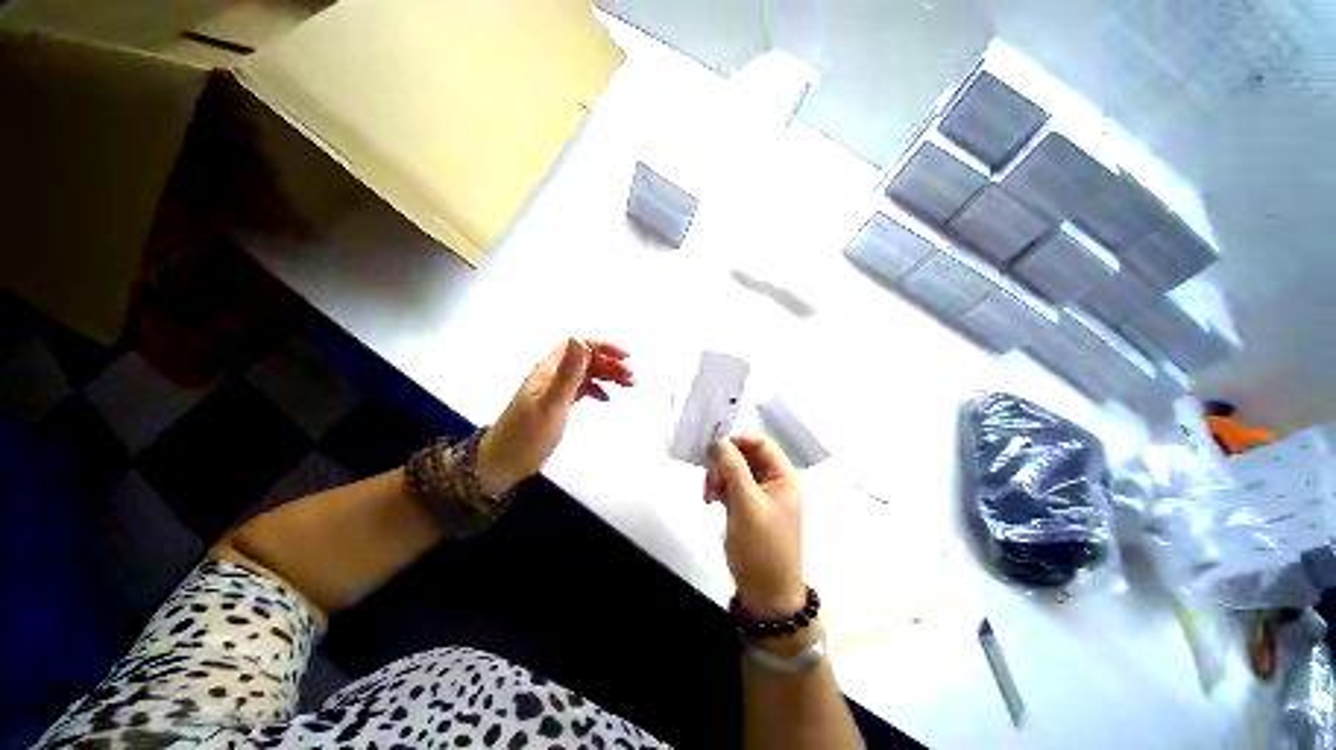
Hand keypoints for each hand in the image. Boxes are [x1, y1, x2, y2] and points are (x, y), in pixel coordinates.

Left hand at [477, 338, 633, 494]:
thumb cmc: (527, 435)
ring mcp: (555, 389)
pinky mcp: (558, 403)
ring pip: (586, 373)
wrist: (502, 463)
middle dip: (610, 363)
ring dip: (607, 375)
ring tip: (628, 384)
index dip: (603, 346)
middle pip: (586, 358)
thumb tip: (580, 338)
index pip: (578, 344)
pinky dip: (597, 390)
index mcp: (549, 369)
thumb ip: (568, 373)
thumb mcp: (551, 404)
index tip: (626, 358)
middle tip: (631, 377)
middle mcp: (553, 374)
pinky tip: (607, 398)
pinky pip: (582, 389)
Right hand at [705, 435, 804, 617]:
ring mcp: (758, 493)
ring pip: (733, 470)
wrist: (764, 592)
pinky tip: (710, 500)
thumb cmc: (762, 547)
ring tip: (709, 494)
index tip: (715, 446)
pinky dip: (718, 488)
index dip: (739, 440)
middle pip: (745, 456)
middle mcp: (772, 481)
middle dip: (724, 463)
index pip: (762, 444)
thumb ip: (734, 469)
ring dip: (718, 477)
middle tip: (709, 478)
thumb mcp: (747, 504)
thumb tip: (719, 441)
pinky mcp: (745, 504)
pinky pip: (729, 485)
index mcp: (783, 477)